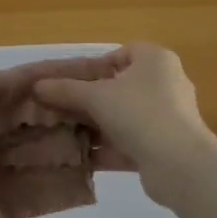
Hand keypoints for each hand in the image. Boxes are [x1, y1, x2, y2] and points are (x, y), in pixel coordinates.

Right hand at [33, 43, 215, 188]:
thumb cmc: (139, 113)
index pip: (123, 53)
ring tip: (65, 134)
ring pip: (123, 118)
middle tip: (61, 109)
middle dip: (90, 100)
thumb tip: (37, 85)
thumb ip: (65, 90)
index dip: (96, 65)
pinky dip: (106, 149)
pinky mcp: (164, 148)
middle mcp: (165, 85)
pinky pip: (128, 144)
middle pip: (120, 88)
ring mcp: (167, 119)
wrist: (179, 164)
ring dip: (96, 127)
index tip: (73, 82)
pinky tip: (79, 158)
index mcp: (155, 61)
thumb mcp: (95, 97)